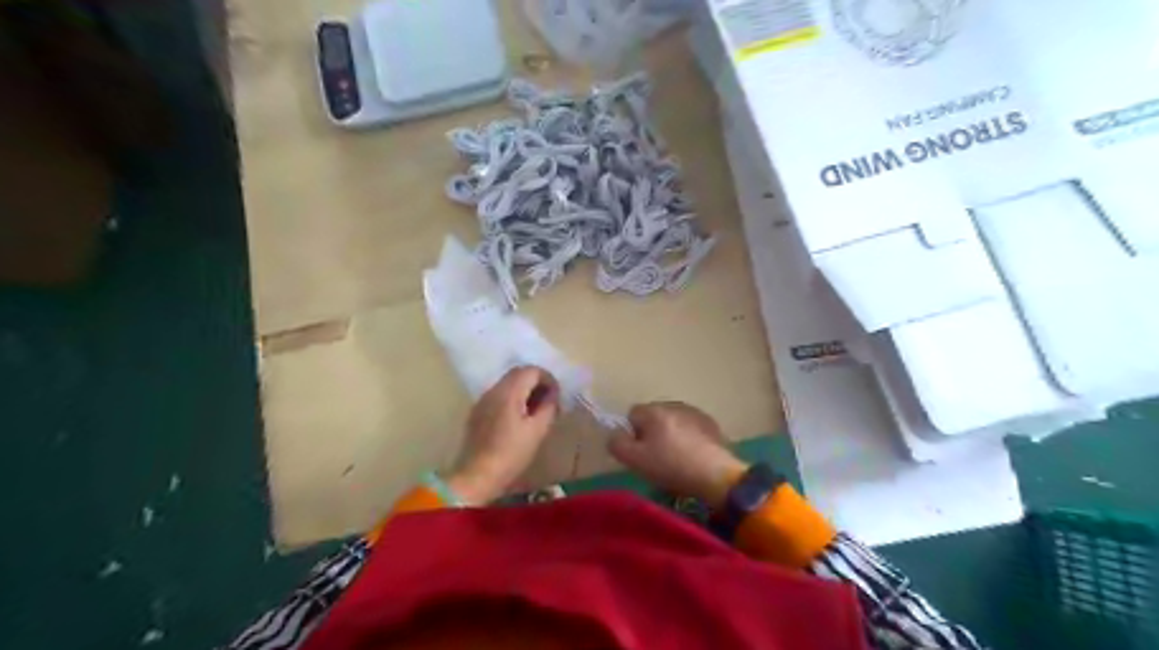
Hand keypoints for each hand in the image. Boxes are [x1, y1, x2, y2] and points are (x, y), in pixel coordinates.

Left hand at [447, 368, 562, 504]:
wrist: (478, 475)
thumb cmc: (511, 453)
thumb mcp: (537, 431)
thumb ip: (548, 407)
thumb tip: (552, 395)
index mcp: (509, 392)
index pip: (531, 370)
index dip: (548, 378)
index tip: (557, 394)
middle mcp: (493, 390)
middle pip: (517, 373)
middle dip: (536, 381)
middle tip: (548, 399)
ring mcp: (483, 400)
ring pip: (507, 383)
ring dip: (523, 389)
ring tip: (535, 409)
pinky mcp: (477, 412)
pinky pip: (498, 395)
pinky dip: (512, 398)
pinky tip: (518, 417)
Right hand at [607, 401, 752, 506]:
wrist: (715, 474)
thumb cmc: (671, 466)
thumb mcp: (635, 460)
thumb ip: (617, 444)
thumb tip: (615, 435)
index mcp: (653, 411)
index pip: (632, 414)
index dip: (632, 434)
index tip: (640, 453)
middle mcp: (673, 405)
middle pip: (653, 417)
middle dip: (652, 433)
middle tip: (657, 458)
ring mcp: (694, 412)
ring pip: (673, 421)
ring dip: (671, 434)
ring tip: (677, 458)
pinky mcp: (710, 423)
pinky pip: (691, 427)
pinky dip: (688, 437)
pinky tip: (693, 456)